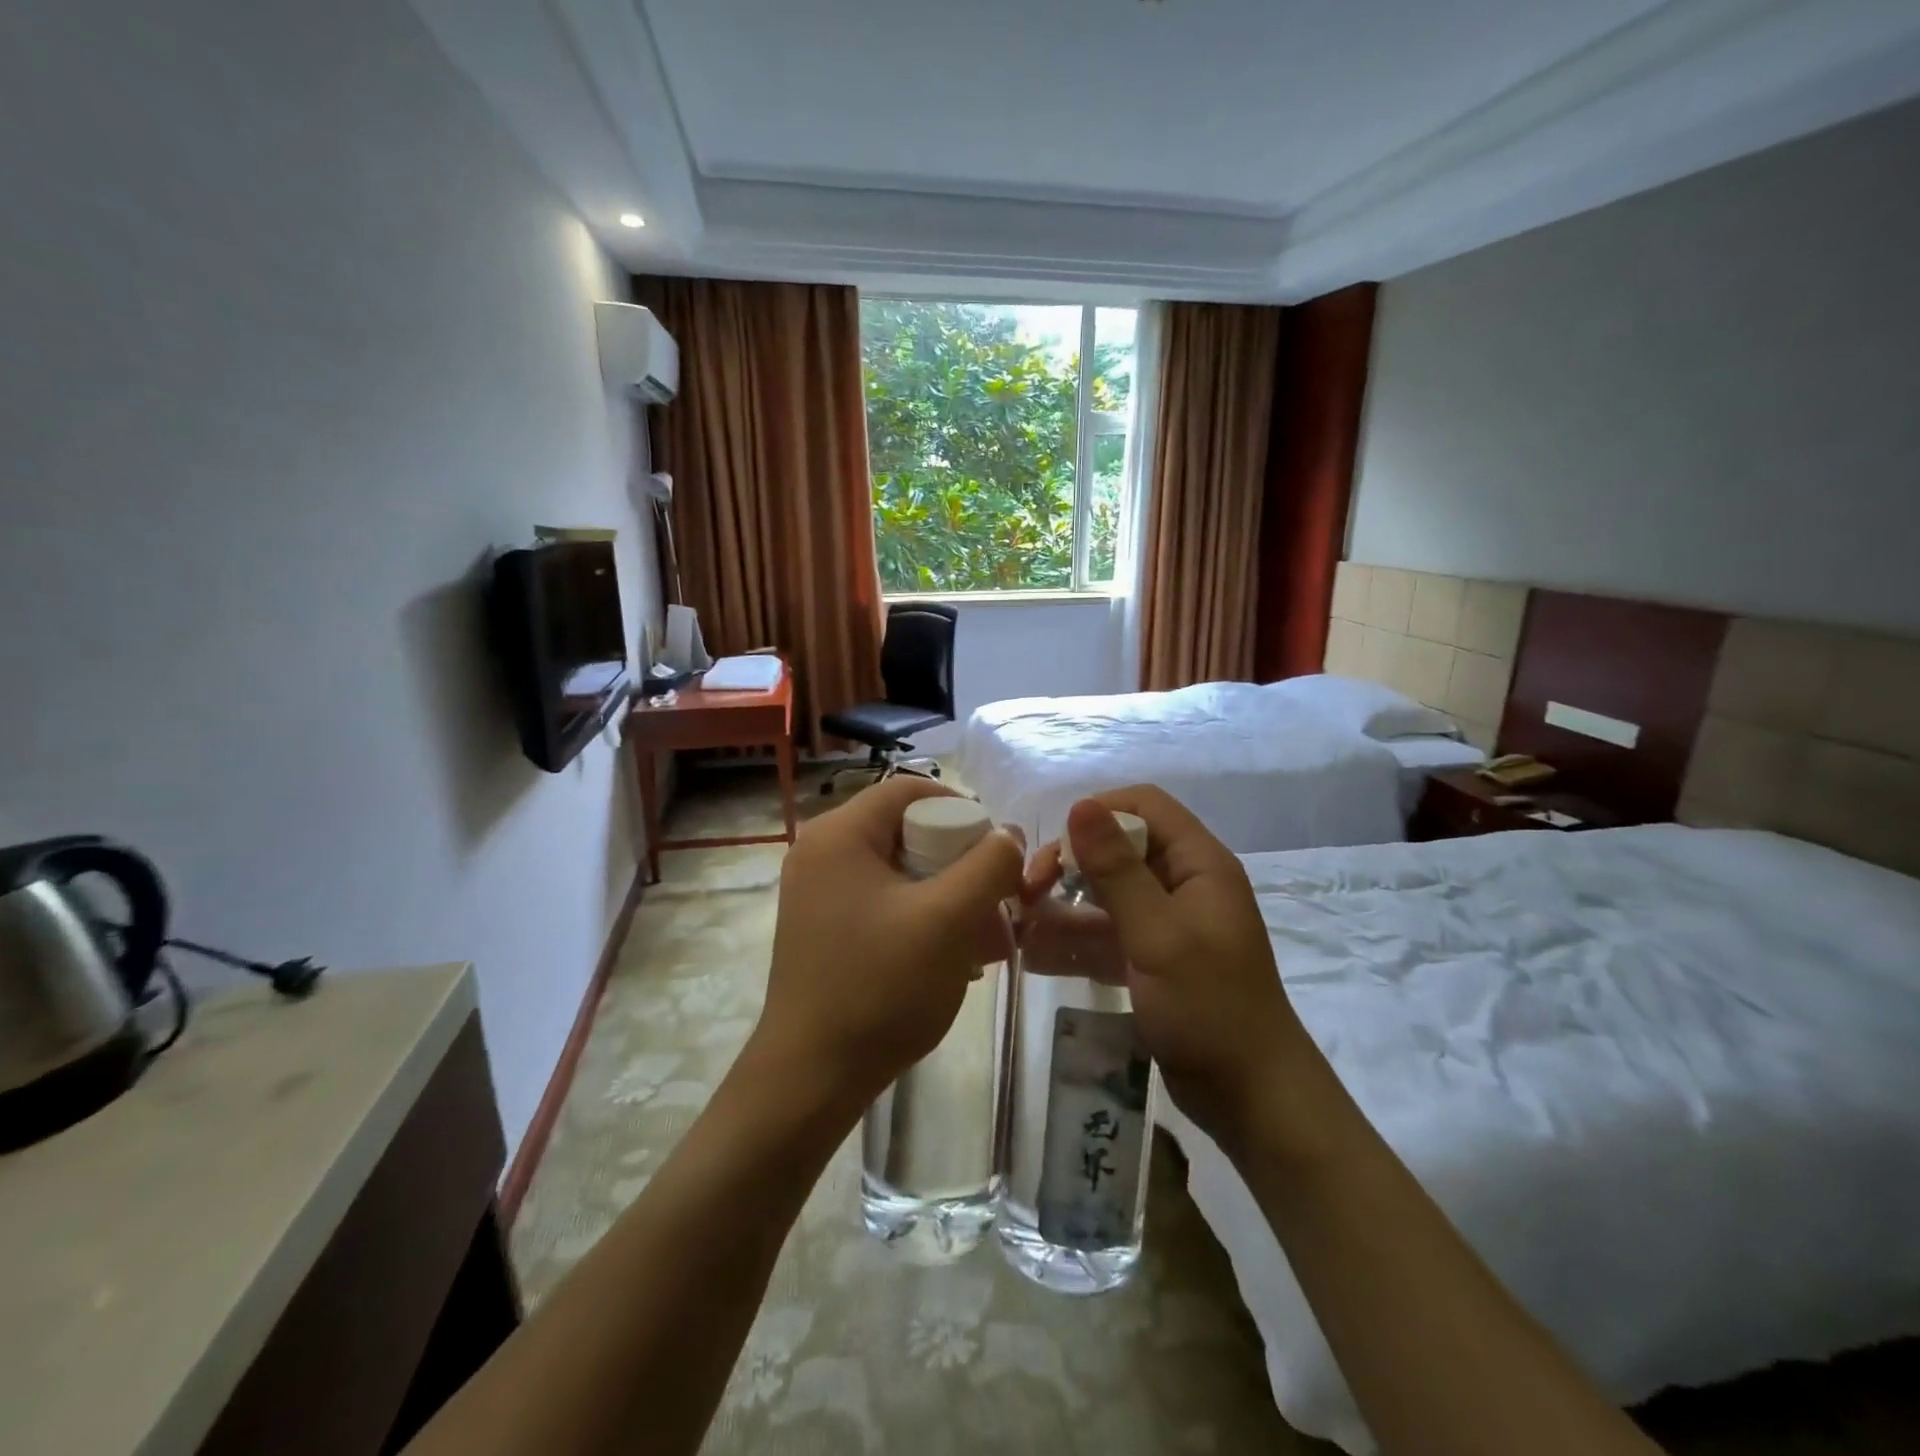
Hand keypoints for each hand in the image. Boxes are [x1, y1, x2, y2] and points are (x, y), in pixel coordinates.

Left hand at [747, 777, 1023, 1116]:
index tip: (997, 851)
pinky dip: (921, 917)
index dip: (962, 809)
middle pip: (907, 830)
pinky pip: (883, 901)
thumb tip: (1009, 835)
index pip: (910, 789)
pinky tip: (951, 958)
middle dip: (960, 863)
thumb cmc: (881, 987)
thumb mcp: (949, 919)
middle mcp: (821, 852)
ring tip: (983, 940)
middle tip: (995, 902)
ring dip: (947, 895)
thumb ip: (989, 865)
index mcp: (840, 834)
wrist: (812, 1078)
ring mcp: (818, 892)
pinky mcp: (823, 926)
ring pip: (900, 870)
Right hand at [1051, 787, 1322, 1157]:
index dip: (1099, 814)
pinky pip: (1106, 934)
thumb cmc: (1209, 1007)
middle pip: (1118, 848)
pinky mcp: (1152, 959)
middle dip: (1071, 863)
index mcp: (1198, 863)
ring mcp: (1166, 923)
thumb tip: (1080, 805)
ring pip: (1106, 894)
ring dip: (1064, 905)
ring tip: (1020, 923)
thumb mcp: (1158, 934)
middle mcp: (1182, 883)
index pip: (1145, 806)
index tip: (1058, 848)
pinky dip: (1074, 940)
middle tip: (1030, 891)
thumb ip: (1116, 870)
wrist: (1250, 1097)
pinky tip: (1035, 955)